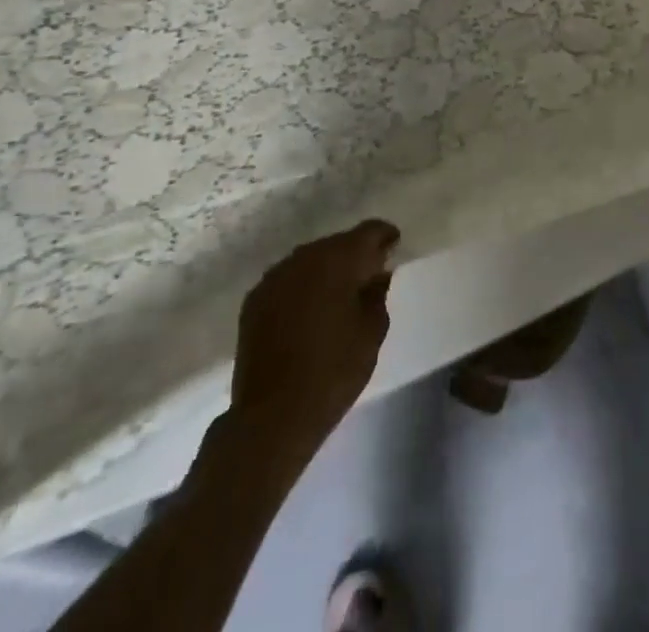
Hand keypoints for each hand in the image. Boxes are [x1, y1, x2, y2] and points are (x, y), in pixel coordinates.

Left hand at [229, 220, 398, 469]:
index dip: (384, 236)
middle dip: (354, 255)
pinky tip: (309, 310)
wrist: (272, 417)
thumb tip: (377, 274)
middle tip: (369, 275)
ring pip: (310, 260)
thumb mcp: (372, 332)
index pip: (369, 231)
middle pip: (337, 243)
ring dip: (326, 270)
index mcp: (338, 259)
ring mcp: (274, 277)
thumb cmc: (333, 371)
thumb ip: (377, 294)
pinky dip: (302, 287)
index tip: (395, 246)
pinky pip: (288, 280)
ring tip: (338, 294)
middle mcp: (304, 257)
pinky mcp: (254, 300)